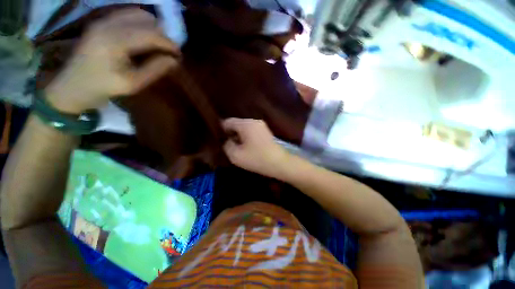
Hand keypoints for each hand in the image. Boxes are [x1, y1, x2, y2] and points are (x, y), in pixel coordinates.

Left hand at [45, 8, 180, 113]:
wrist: (72, 85)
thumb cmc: (103, 88)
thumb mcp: (134, 84)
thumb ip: (155, 69)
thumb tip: (174, 60)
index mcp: (114, 42)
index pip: (150, 34)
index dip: (168, 43)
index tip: (179, 54)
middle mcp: (107, 24)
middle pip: (145, 19)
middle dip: (161, 35)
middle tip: (168, 51)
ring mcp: (102, 20)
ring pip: (137, 13)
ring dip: (152, 27)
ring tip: (158, 45)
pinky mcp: (101, 21)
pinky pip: (127, 15)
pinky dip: (141, 24)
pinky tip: (144, 38)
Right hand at [222, 118, 290, 177]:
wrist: (280, 163)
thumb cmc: (257, 159)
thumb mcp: (236, 155)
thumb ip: (226, 145)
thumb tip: (227, 140)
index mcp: (246, 124)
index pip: (228, 122)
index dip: (221, 130)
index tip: (219, 140)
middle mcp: (254, 121)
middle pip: (237, 124)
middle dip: (231, 134)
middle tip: (228, 146)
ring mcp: (261, 125)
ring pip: (244, 128)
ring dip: (239, 136)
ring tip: (237, 147)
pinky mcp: (265, 131)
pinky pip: (251, 131)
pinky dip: (246, 137)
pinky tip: (247, 147)